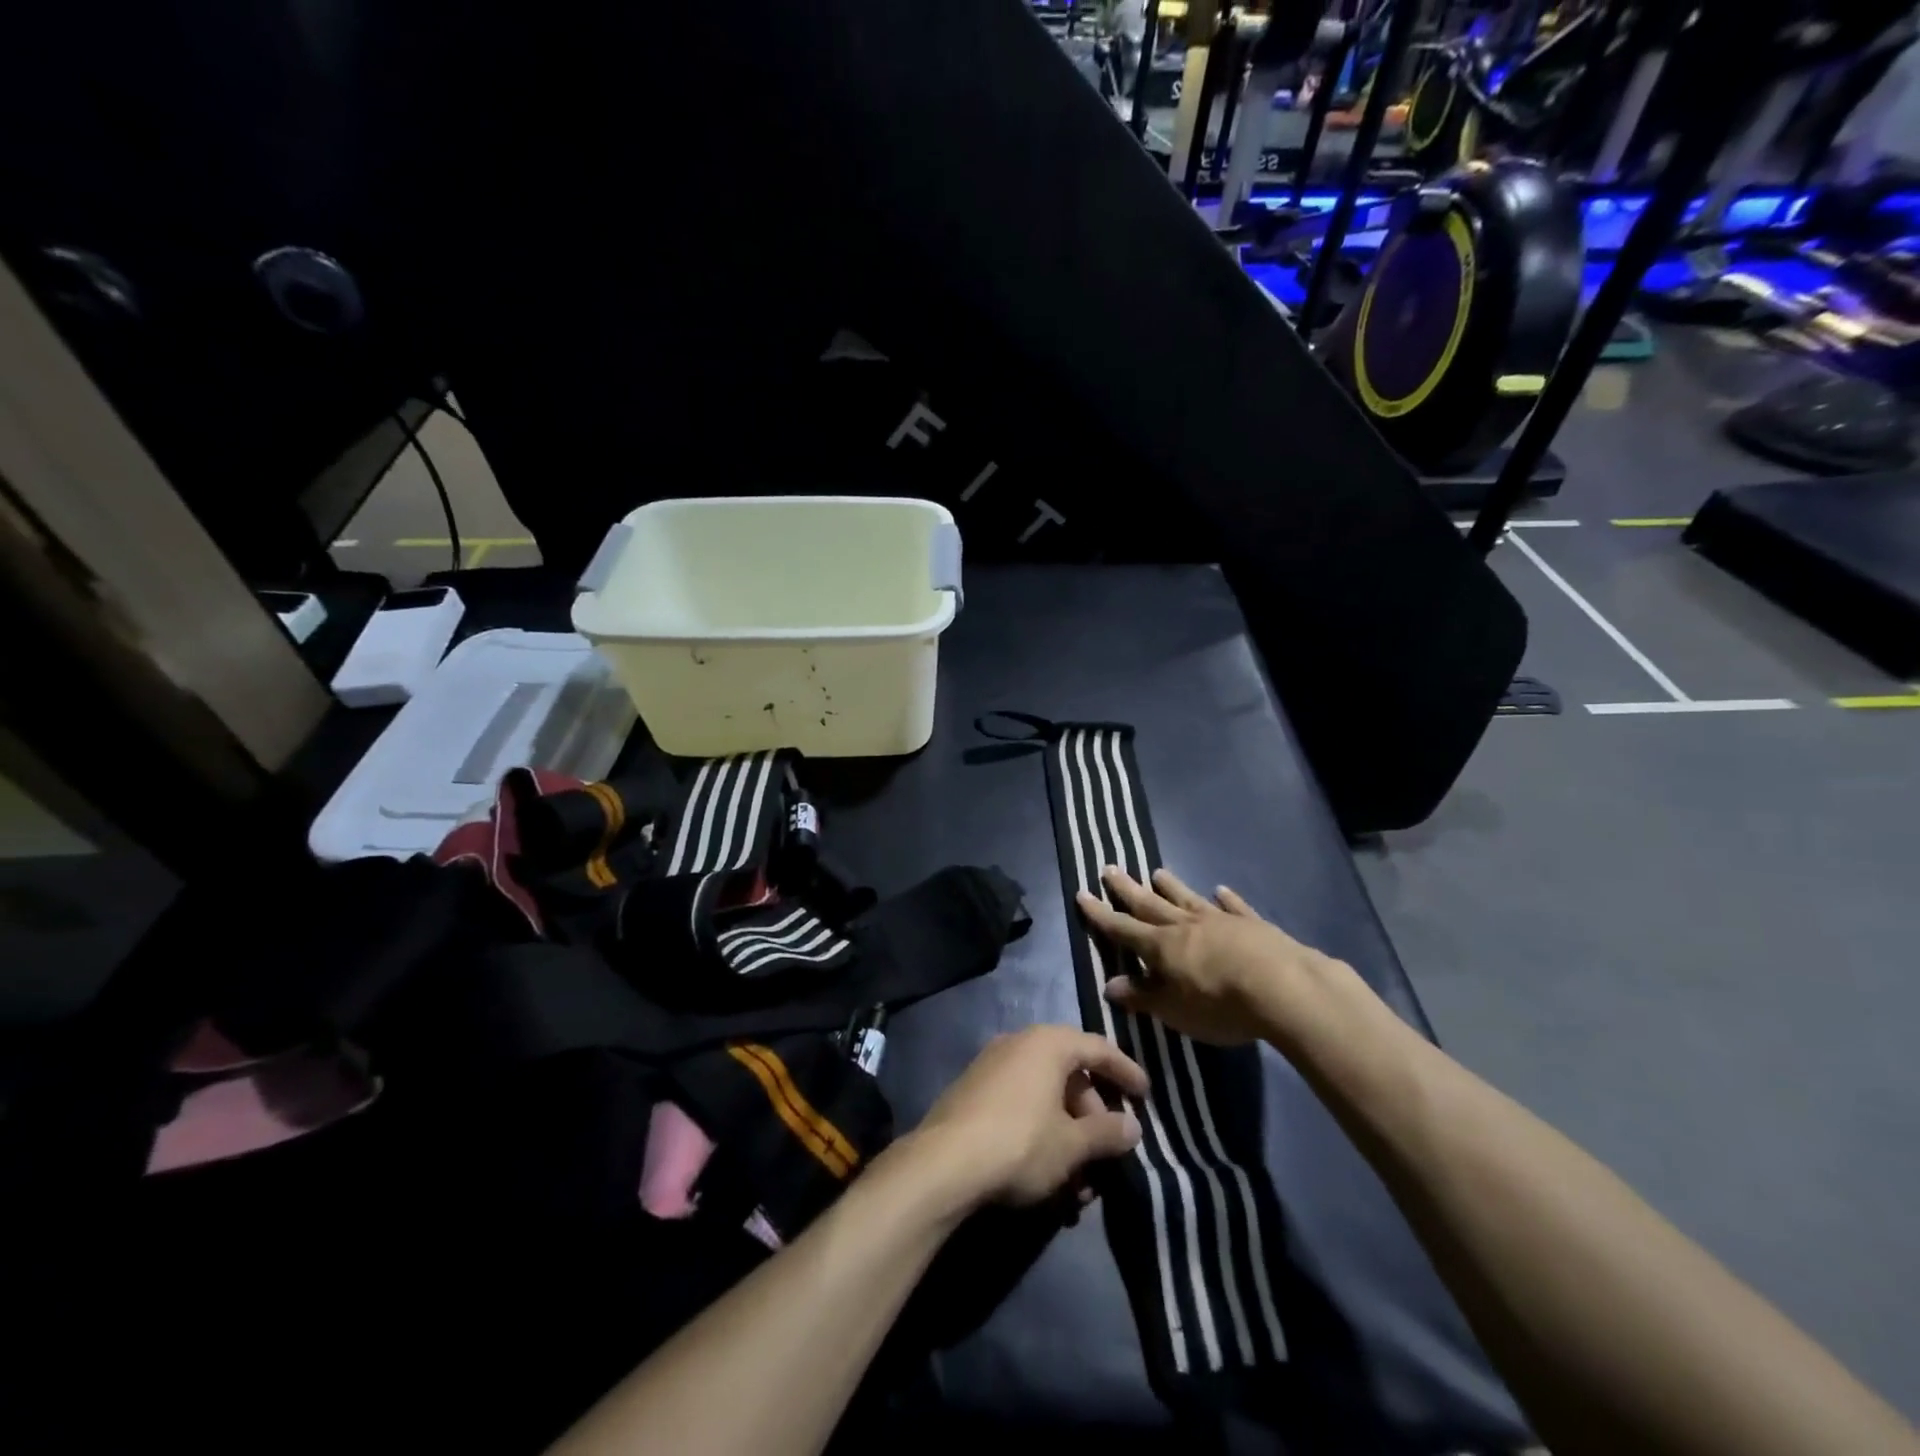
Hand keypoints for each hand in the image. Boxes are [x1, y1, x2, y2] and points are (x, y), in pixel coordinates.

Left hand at [912, 1025, 1147, 1209]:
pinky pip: (1020, 1106)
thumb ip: (1107, 1132)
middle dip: (1092, 1118)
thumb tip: (1132, 1127)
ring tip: (1079, 1185)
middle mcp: (1019, 1043)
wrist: (943, 1163)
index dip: (1126, 1071)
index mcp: (1048, 1043)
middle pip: (1070, 1074)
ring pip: (1045, 1097)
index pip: (1098, 1048)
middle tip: (1107, 1153)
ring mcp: (992, 1066)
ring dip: (1067, 1136)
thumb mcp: (1072, 1145)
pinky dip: (1041, 1134)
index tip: (1146, 1095)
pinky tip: (1047, 1177)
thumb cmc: (1020, 1143)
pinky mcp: (973, 1092)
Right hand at [1076, 866, 1325, 1046]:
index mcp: (1161, 947)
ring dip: (1171, 887)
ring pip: (1188, 899)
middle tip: (1109, 868)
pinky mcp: (1252, 924)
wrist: (1283, 988)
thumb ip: (1143, 997)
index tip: (1082, 894)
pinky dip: (1225, 899)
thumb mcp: (1174, 1011)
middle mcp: (1185, 926)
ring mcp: (1219, 921)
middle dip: (1127, 889)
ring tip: (1156, 872)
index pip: (1122, 928)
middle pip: (1150, 904)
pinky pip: (1233, 907)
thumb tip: (1109, 986)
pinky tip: (1220, 890)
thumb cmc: (1221, 1005)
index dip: (1100, 914)